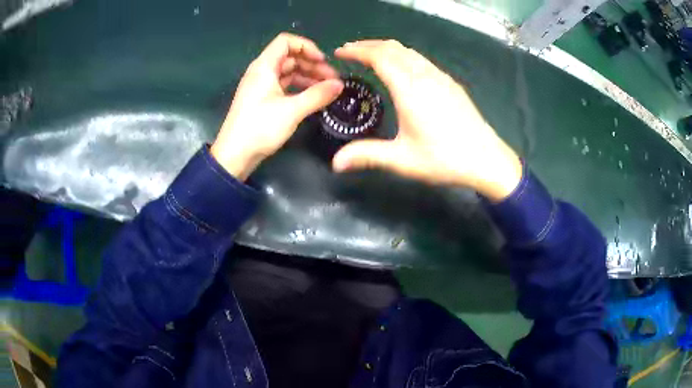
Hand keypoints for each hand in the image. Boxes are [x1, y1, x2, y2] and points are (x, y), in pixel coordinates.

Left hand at [211, 33, 343, 180]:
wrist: (234, 156)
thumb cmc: (259, 128)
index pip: (286, 42)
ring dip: (308, 77)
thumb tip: (340, 85)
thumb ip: (317, 95)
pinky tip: (313, 97)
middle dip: (312, 64)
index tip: (323, 61)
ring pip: (288, 72)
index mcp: (264, 67)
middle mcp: (262, 72)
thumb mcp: (292, 111)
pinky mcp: (263, 99)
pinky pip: (284, 86)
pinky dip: (299, 88)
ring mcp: (261, 86)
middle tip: (333, 80)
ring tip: (328, 90)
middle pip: (290, 57)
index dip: (306, 46)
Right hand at [333, 40, 521, 201]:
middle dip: (368, 45)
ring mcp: (440, 77)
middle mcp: (425, 75)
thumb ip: (368, 155)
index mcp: (409, 88)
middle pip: (393, 48)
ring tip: (370, 55)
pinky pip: (421, 59)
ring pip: (409, 51)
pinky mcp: (450, 83)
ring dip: (386, 48)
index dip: (357, 51)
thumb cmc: (445, 159)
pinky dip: (403, 55)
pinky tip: (401, 68)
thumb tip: (336, 163)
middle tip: (349, 51)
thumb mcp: (403, 160)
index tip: (340, 52)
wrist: (487, 159)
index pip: (379, 57)